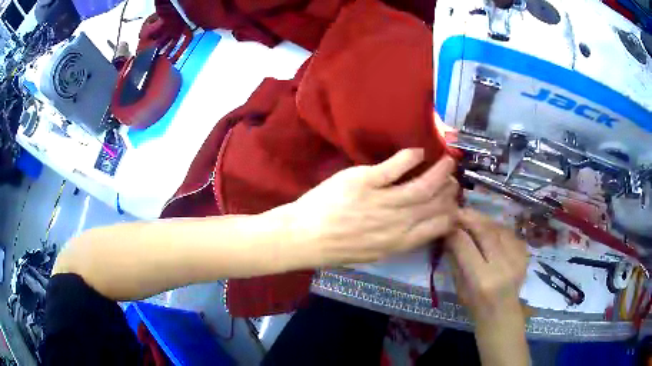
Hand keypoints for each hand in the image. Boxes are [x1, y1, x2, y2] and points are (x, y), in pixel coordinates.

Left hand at [280, 149, 458, 267]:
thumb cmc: (336, 248)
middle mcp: (395, 223)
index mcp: (398, 243)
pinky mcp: (364, 182)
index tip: (455, 202)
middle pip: (433, 204)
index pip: (436, 227)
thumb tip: (418, 224)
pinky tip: (419, 152)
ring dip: (438, 172)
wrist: (304, 236)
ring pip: (421, 186)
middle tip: (454, 178)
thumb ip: (398, 240)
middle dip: (449, 190)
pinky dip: (410, 158)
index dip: (450, 213)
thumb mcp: (373, 253)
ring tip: (448, 161)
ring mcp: (380, 201)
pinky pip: (394, 167)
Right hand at [445, 209, 527, 321]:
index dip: (454, 231)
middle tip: (459, 210)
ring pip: (499, 228)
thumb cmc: (475, 305)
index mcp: (482, 280)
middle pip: (485, 232)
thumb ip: (455, 260)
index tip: (446, 223)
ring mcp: (517, 259)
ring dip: (484, 219)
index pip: (465, 246)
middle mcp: (502, 266)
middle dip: (470, 217)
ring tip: (473, 216)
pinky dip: (497, 227)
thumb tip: (449, 235)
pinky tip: (490, 227)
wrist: (502, 313)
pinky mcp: (525, 255)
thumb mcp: (459, 287)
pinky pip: (510, 233)